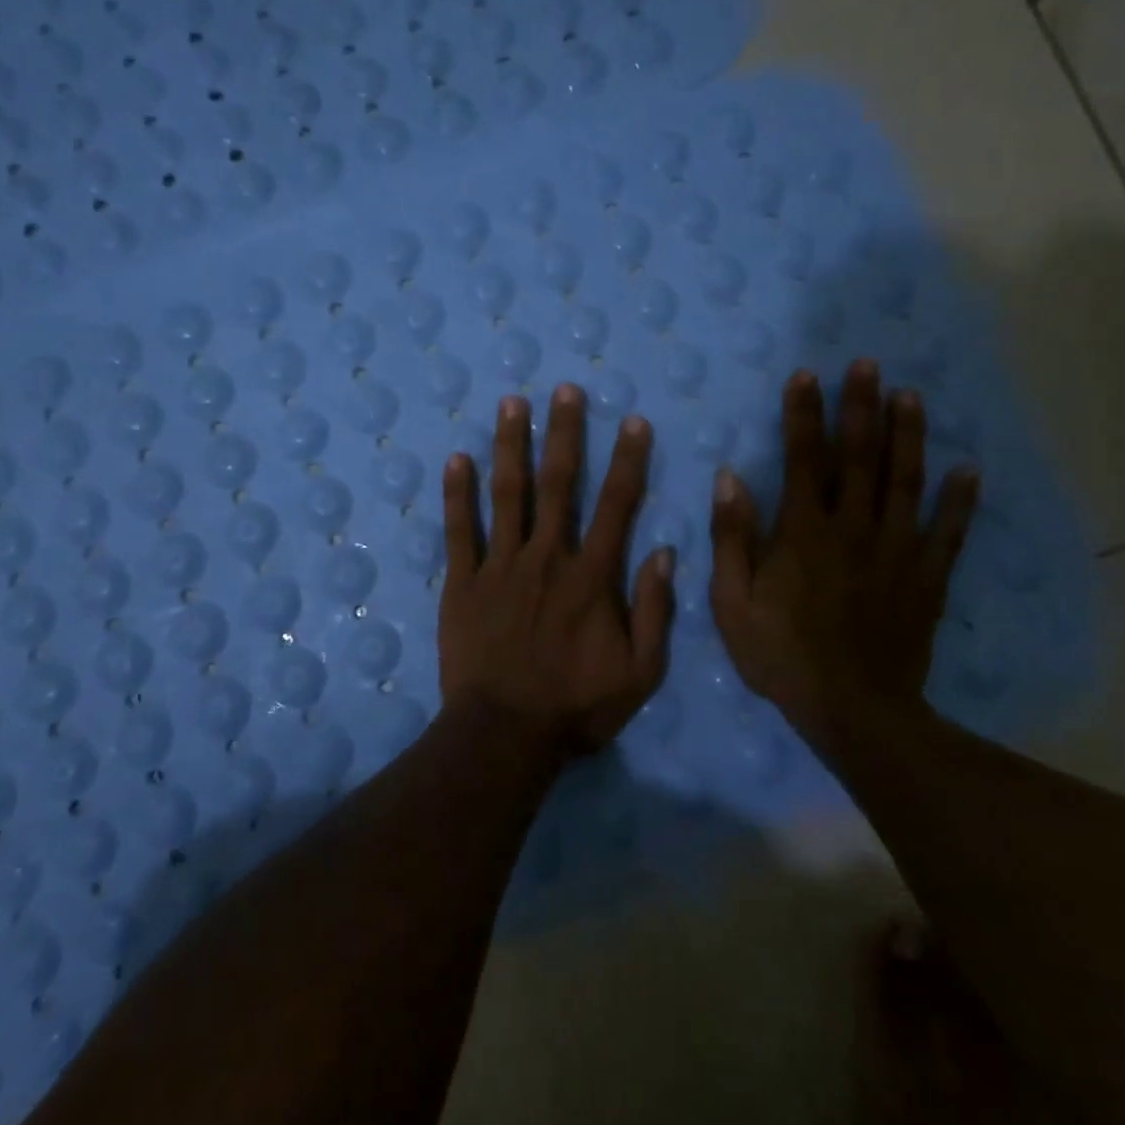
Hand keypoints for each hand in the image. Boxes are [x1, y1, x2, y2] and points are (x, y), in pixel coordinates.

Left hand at [439, 383, 675, 755]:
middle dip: (564, 433)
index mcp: (591, 577)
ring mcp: (499, 567)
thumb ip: (655, 611)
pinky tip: (457, 459)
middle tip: (564, 389)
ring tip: (512, 403)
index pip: (616, 506)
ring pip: (507, 494)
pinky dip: (458, 494)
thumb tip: (666, 553)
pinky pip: (459, 531)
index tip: (631, 421)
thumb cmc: (577, 707)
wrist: (504, 735)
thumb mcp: (641, 673)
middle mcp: (546, 558)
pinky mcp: (462, 582)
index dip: (627, 460)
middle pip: (558, 484)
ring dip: (511, 445)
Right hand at [708, 362, 978, 744]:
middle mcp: (853, 528)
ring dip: (908, 436)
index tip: (806, 376)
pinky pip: (948, 533)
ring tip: (911, 396)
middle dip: (861, 407)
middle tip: (868, 365)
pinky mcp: (926, 579)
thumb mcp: (732, 602)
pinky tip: (969, 470)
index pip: (803, 459)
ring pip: (905, 482)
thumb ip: (732, 537)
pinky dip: (960, 502)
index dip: (803, 415)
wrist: (853, 710)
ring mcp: (896, 551)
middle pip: (860, 457)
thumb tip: (730, 478)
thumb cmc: (781, 655)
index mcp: (803, 532)